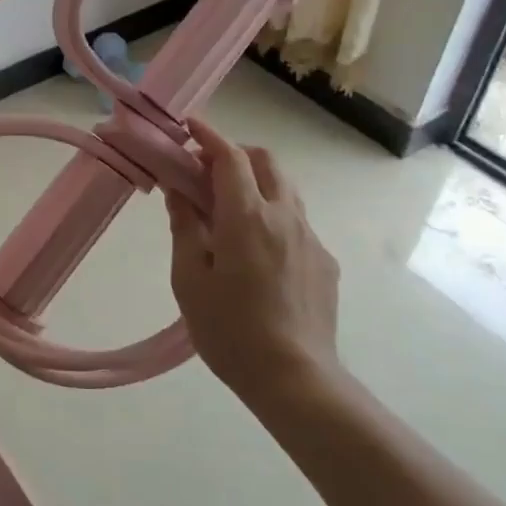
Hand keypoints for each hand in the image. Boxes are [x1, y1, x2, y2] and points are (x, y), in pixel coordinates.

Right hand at [164, 119, 342, 401]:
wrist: (295, 379)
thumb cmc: (229, 329)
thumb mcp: (190, 278)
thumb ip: (185, 227)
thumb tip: (180, 191)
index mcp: (247, 217)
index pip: (230, 157)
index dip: (209, 136)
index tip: (190, 126)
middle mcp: (284, 216)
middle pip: (266, 162)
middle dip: (236, 154)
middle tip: (206, 173)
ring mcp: (310, 239)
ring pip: (285, 190)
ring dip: (257, 183)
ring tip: (230, 211)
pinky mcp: (325, 263)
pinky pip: (296, 223)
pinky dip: (272, 215)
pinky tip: (256, 253)